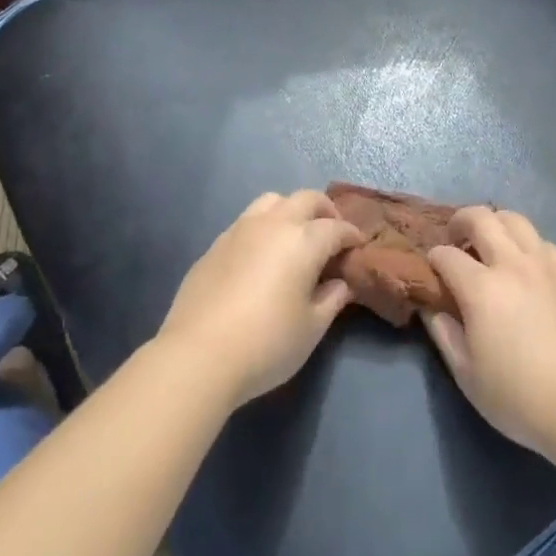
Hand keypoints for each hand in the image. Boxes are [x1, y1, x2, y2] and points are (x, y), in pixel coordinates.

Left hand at [158, 190, 362, 406]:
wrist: (198, 356)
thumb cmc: (266, 344)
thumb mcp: (311, 328)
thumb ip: (331, 299)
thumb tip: (340, 283)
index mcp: (303, 241)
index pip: (336, 228)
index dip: (351, 235)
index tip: (358, 246)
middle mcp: (273, 224)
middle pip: (306, 199)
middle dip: (324, 211)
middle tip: (332, 232)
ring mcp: (240, 230)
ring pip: (272, 201)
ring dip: (291, 210)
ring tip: (295, 235)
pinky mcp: (215, 245)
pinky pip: (246, 221)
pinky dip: (263, 227)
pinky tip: (261, 255)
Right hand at [424, 207, 555, 461]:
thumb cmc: (519, 397)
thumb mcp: (467, 374)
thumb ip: (443, 333)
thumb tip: (431, 307)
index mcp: (482, 288)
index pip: (446, 255)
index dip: (434, 258)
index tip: (433, 268)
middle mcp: (512, 264)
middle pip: (481, 218)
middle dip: (460, 221)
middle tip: (457, 238)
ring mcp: (546, 263)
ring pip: (515, 220)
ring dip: (496, 225)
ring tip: (492, 244)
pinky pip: (544, 242)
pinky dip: (528, 246)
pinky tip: (529, 268)